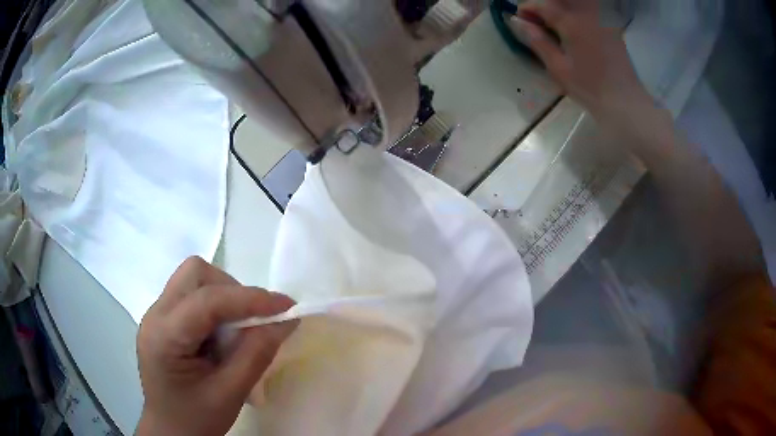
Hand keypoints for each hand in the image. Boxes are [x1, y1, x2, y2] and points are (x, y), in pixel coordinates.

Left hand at [136, 257, 297, 435]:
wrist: (171, 432)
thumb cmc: (196, 420)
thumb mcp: (230, 393)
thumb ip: (257, 354)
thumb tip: (286, 320)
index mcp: (164, 337)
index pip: (207, 301)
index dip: (250, 299)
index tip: (287, 306)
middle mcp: (155, 315)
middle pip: (195, 274)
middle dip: (232, 290)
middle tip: (255, 320)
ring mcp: (157, 314)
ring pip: (194, 279)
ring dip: (224, 296)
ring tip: (239, 330)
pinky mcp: (164, 319)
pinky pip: (193, 295)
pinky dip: (216, 306)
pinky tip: (223, 334)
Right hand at [514, 0, 655, 128]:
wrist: (625, 102)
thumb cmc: (590, 88)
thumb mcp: (558, 67)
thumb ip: (538, 41)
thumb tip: (517, 22)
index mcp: (571, 22)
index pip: (543, 5)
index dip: (528, 9)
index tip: (519, 19)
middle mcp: (587, 14)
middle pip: (560, 0)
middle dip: (545, 5)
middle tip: (538, 21)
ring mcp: (602, 20)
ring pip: (577, 3)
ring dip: (562, 8)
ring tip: (555, 25)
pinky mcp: (612, 28)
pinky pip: (591, 11)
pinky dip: (577, 14)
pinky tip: (574, 30)